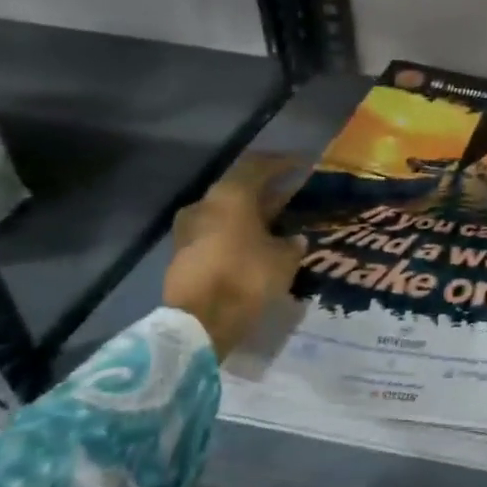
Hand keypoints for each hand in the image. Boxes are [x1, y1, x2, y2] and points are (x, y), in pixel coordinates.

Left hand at [163, 153, 307, 359]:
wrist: (198, 322)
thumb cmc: (246, 278)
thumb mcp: (284, 259)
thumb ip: (292, 243)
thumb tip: (294, 238)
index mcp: (231, 195)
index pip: (258, 165)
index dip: (282, 163)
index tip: (302, 164)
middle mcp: (205, 204)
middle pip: (240, 188)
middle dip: (266, 190)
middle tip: (291, 194)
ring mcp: (189, 228)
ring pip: (227, 211)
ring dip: (250, 212)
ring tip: (275, 221)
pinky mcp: (183, 252)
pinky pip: (216, 231)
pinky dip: (237, 231)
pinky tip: (255, 242)